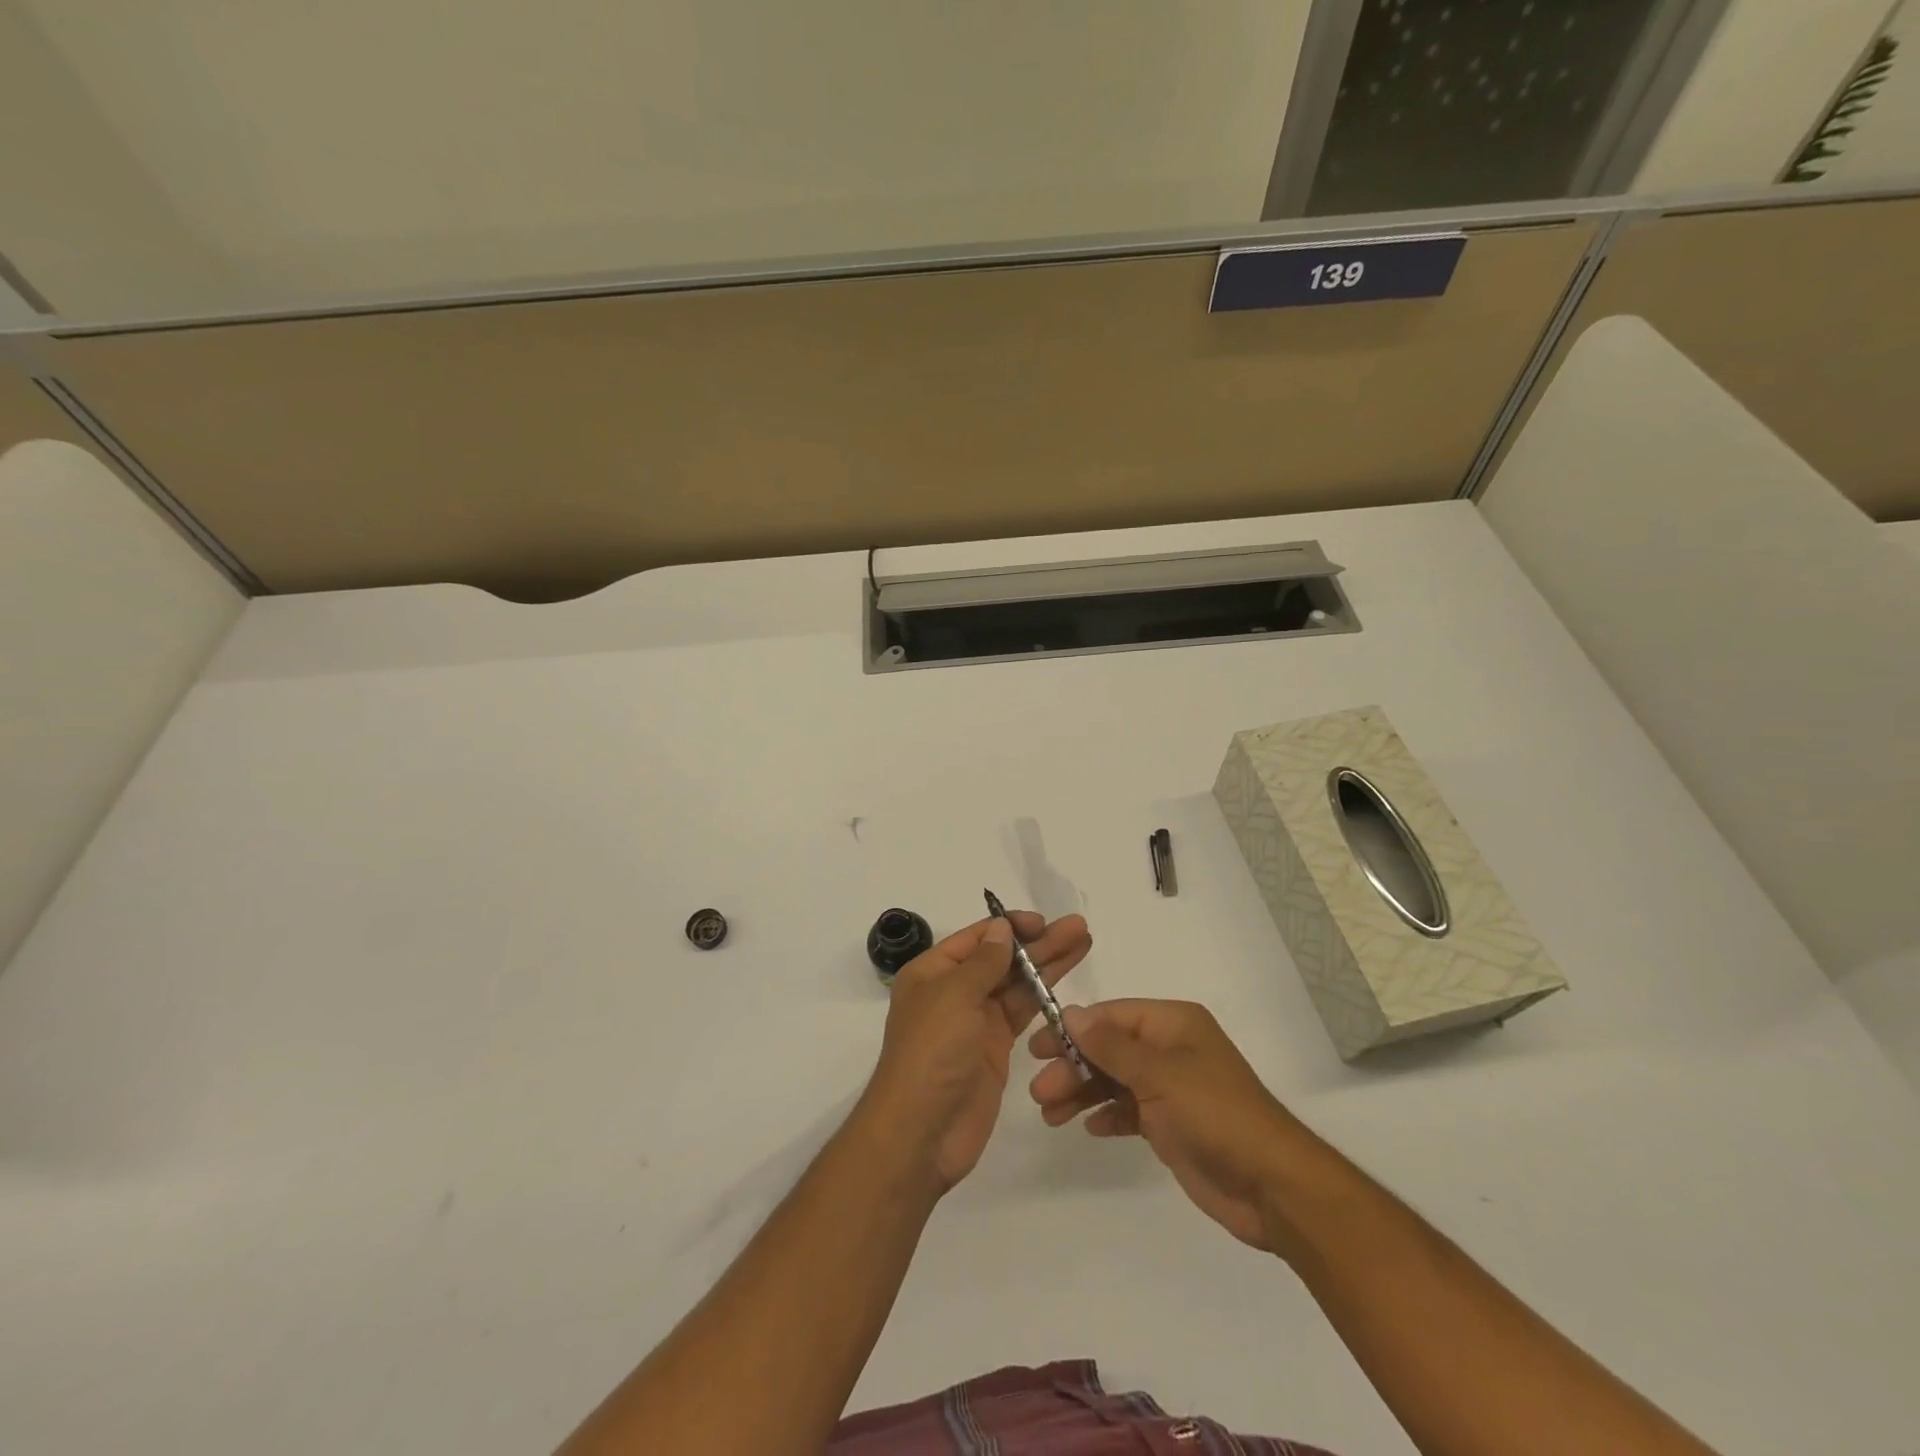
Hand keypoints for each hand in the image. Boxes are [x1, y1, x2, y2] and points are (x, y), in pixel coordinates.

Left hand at [861, 911, 1091, 1193]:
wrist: (922, 1133)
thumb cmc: (931, 1053)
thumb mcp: (954, 996)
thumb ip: (983, 962)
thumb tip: (1001, 929)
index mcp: (933, 972)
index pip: (977, 938)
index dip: (1010, 927)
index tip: (1044, 922)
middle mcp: (954, 991)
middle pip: (1002, 958)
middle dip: (1039, 942)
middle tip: (1079, 927)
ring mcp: (976, 1021)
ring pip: (1017, 983)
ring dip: (1048, 963)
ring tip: (1084, 942)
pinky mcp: (995, 1048)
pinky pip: (1023, 1013)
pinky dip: (1045, 997)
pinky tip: (1068, 981)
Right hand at [1028, 999, 1310, 1250]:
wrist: (1271, 1186)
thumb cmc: (1215, 1115)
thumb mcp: (1159, 1074)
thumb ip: (1112, 1046)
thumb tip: (1072, 1013)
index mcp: (1174, 1024)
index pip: (1112, 1016)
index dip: (1074, 1029)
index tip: (1039, 1048)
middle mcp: (1171, 1049)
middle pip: (1109, 1049)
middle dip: (1073, 1067)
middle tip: (1039, 1091)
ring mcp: (1171, 1088)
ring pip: (1115, 1080)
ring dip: (1083, 1093)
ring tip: (1050, 1115)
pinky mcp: (1171, 1124)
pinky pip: (1129, 1110)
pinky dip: (1107, 1115)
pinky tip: (1088, 1128)